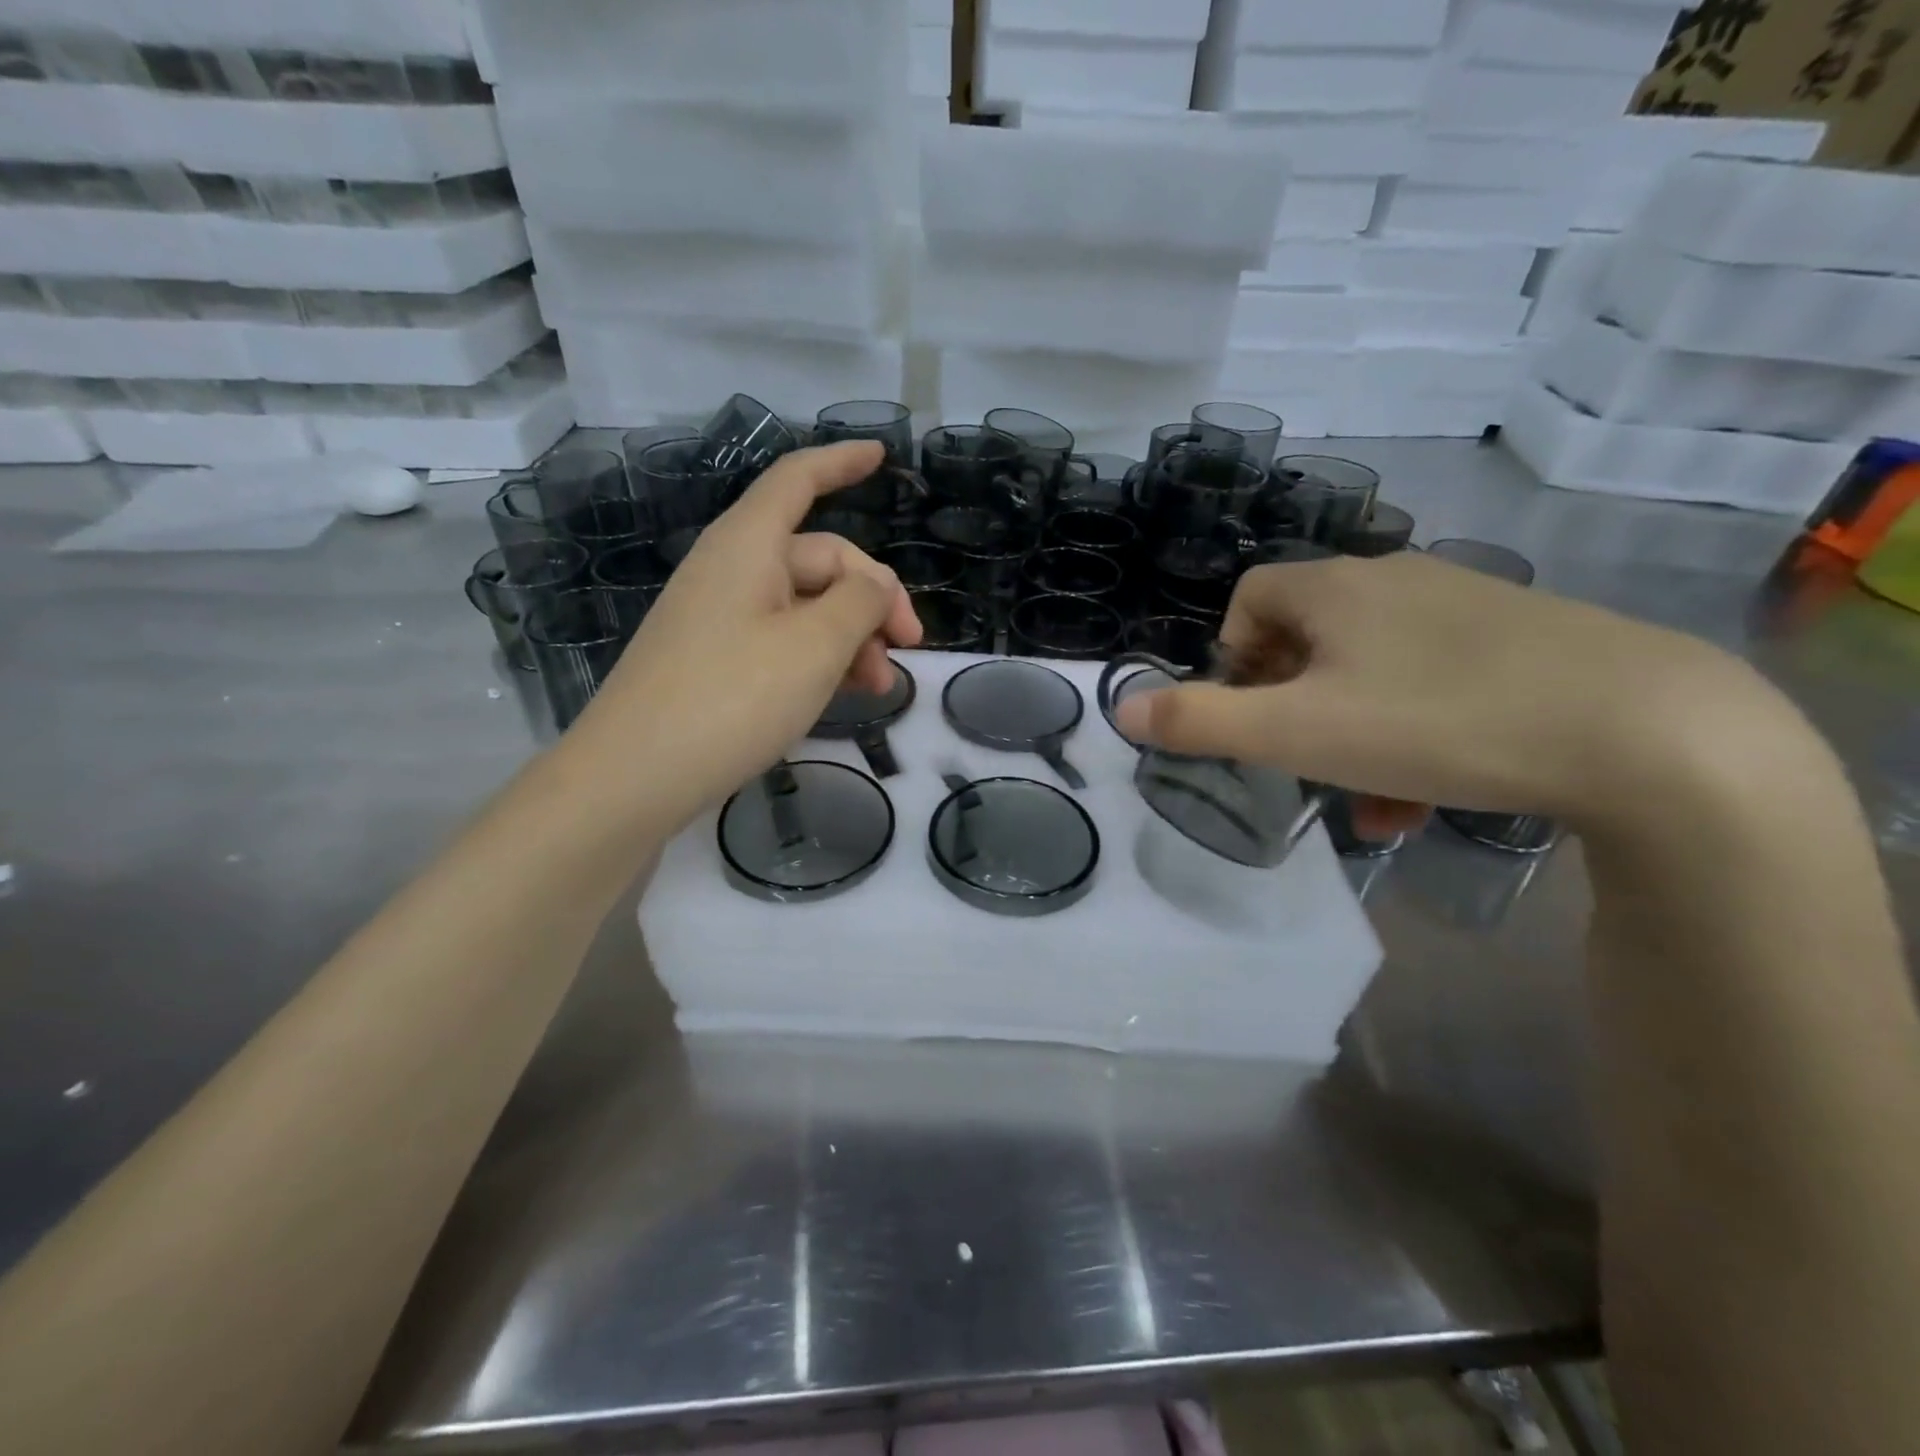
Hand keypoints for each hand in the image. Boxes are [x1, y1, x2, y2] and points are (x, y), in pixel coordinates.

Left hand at [566, 441, 921, 833]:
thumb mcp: (815, 647)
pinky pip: (781, 639)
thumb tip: (877, 588)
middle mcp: (732, 570)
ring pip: (805, 606)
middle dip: (872, 598)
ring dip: (851, 636)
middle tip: (908, 649)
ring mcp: (720, 616)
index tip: (884, 457)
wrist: (635, 775)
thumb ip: (860, 604)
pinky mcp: (714, 659)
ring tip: (880, 686)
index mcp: (749, 546)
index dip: (842, 462)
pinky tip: (842, 693)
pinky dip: (819, 657)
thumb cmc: (732, 698)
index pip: (798, 480)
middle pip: (819, 558)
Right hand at [1113, 551, 1786, 834]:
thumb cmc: (1436, 722)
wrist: (1646, 731)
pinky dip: (1411, 730)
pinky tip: (1429, 791)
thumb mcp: (1297, 733)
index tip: (1249, 714)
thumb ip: (1198, 722)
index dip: (1232, 657)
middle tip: (1303, 762)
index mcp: (1336, 587)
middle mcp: (1395, 580)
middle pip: (1308, 637)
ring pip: (1371, 667)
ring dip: (1350, 730)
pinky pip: (1434, 680)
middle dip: (1291, 705)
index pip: (1250, 597)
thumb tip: (1119, 708)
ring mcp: (1465, 606)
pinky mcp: (1523, 640)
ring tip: (1368, 800)